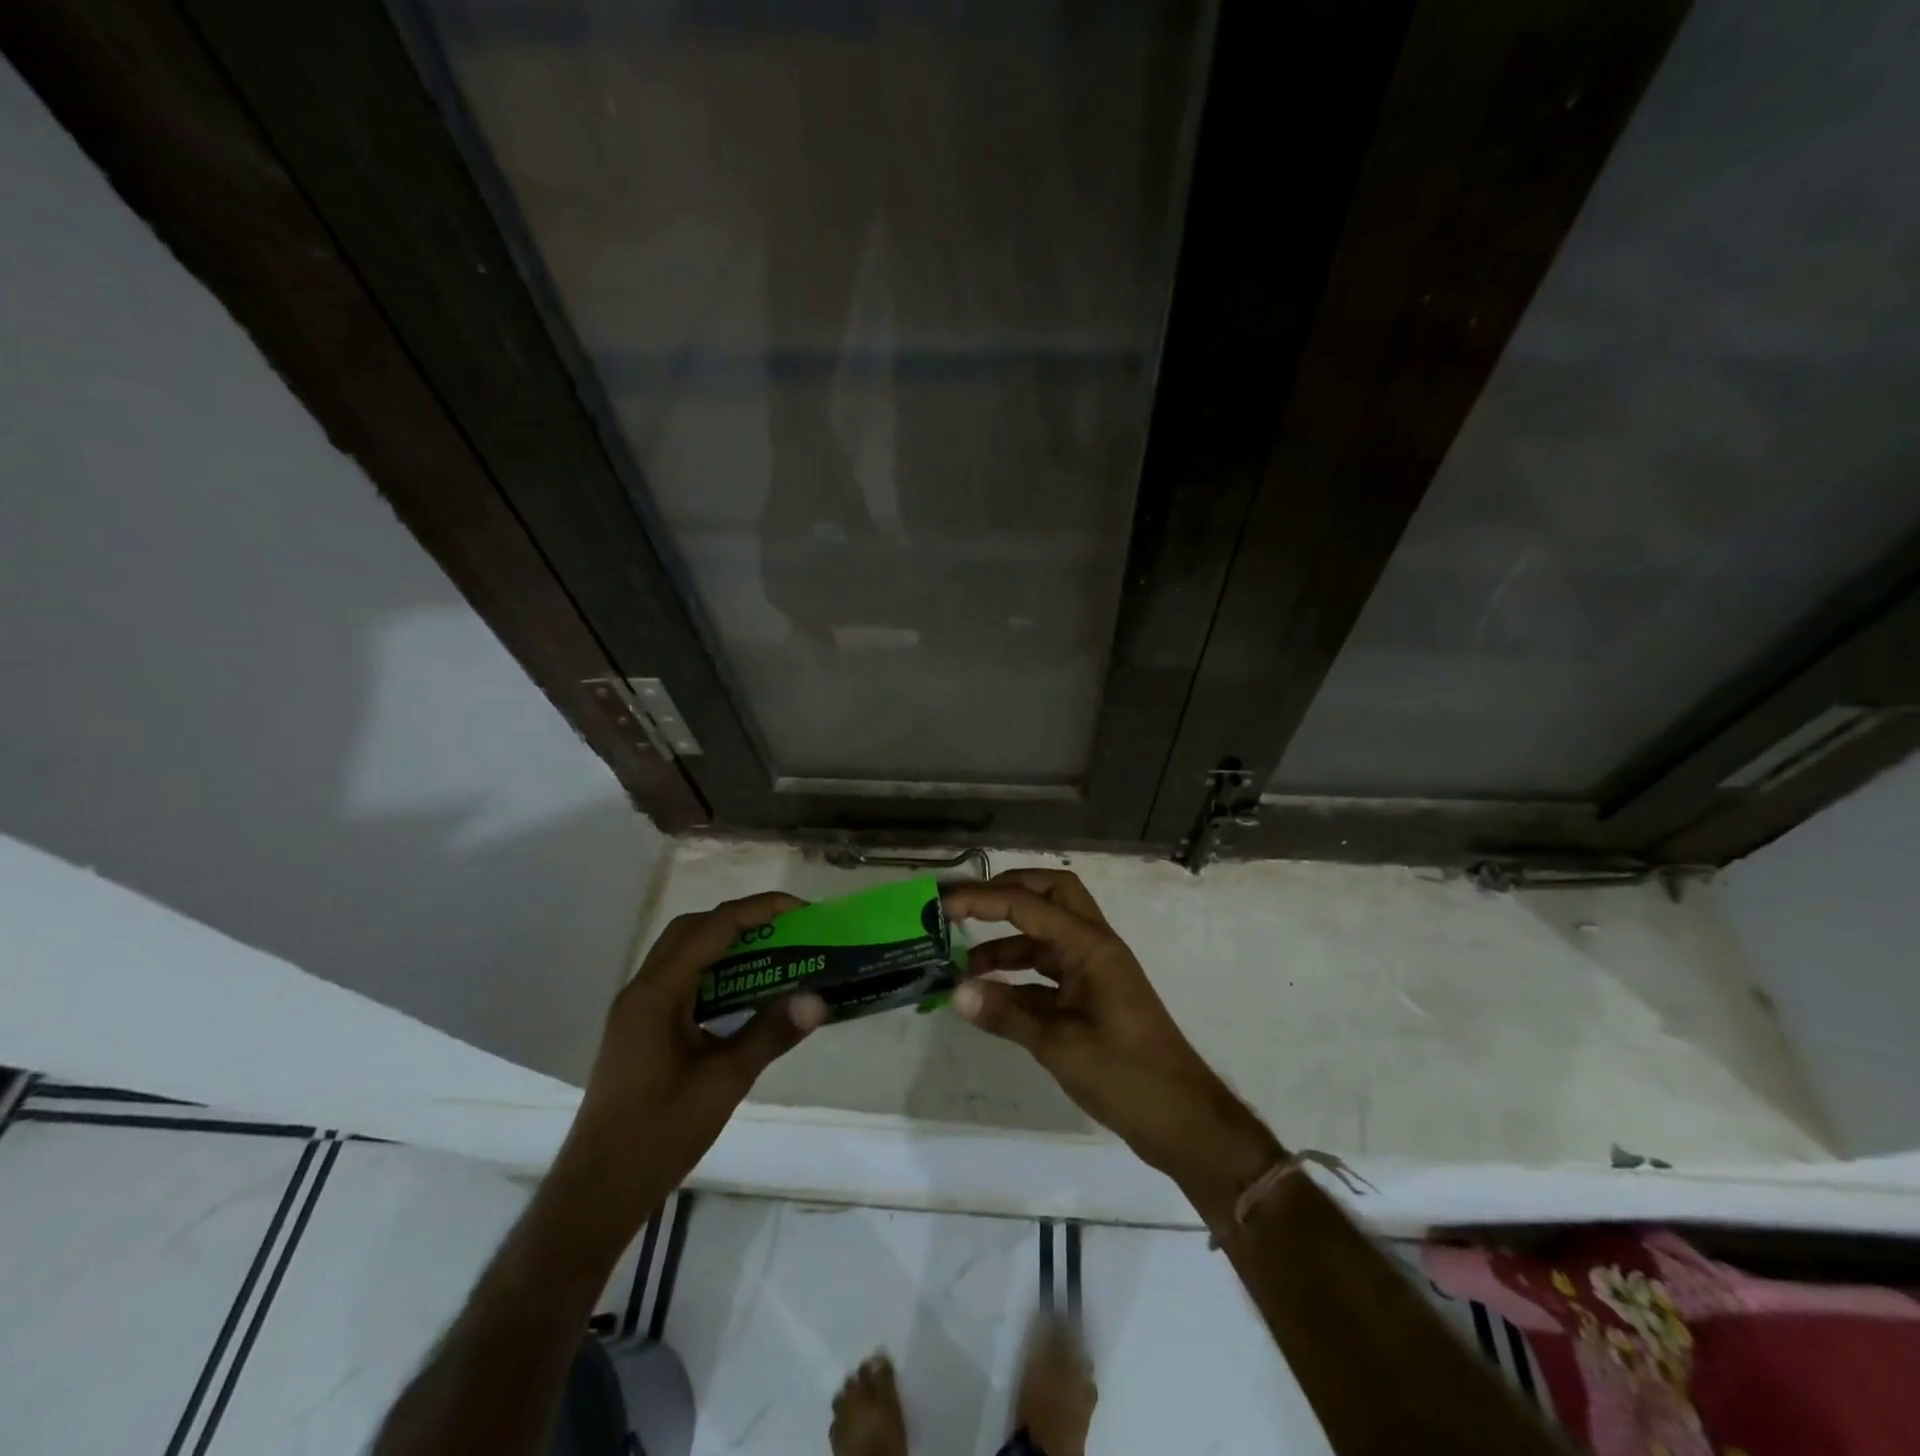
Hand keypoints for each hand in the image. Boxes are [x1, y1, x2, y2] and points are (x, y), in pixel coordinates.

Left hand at [558, 893, 827, 1232]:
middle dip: (742, 919)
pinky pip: (680, 979)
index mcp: (657, 993)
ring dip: (727, 943)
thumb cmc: (658, 1134)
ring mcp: (637, 1009)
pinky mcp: (640, 1028)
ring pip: (684, 952)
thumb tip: (817, 999)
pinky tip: (743, 993)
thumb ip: (769, 1034)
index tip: (801, 911)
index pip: (712, 928)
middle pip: (693, 929)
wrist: (597, 1191)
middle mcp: (642, 989)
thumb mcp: (723, 1083)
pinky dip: (714, 970)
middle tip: (787, 930)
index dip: (759, 910)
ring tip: (773, 953)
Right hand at [942, 870, 1280, 1209]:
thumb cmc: (1127, 1076)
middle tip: (966, 908)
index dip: (983, 899)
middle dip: (1007, 893)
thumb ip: (1007, 1014)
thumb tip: (955, 991)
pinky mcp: (1090, 995)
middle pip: (1049, 894)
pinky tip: (990, 994)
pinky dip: (1018, 974)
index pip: (1029, 905)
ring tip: (963, 964)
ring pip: (1046, 934)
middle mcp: (1093, 946)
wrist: (1182, 1120)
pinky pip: (1048, 970)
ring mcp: (1093, 970)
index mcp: (1091, 946)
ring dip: (1007, 940)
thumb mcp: (1060, 1046)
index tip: (944, 904)